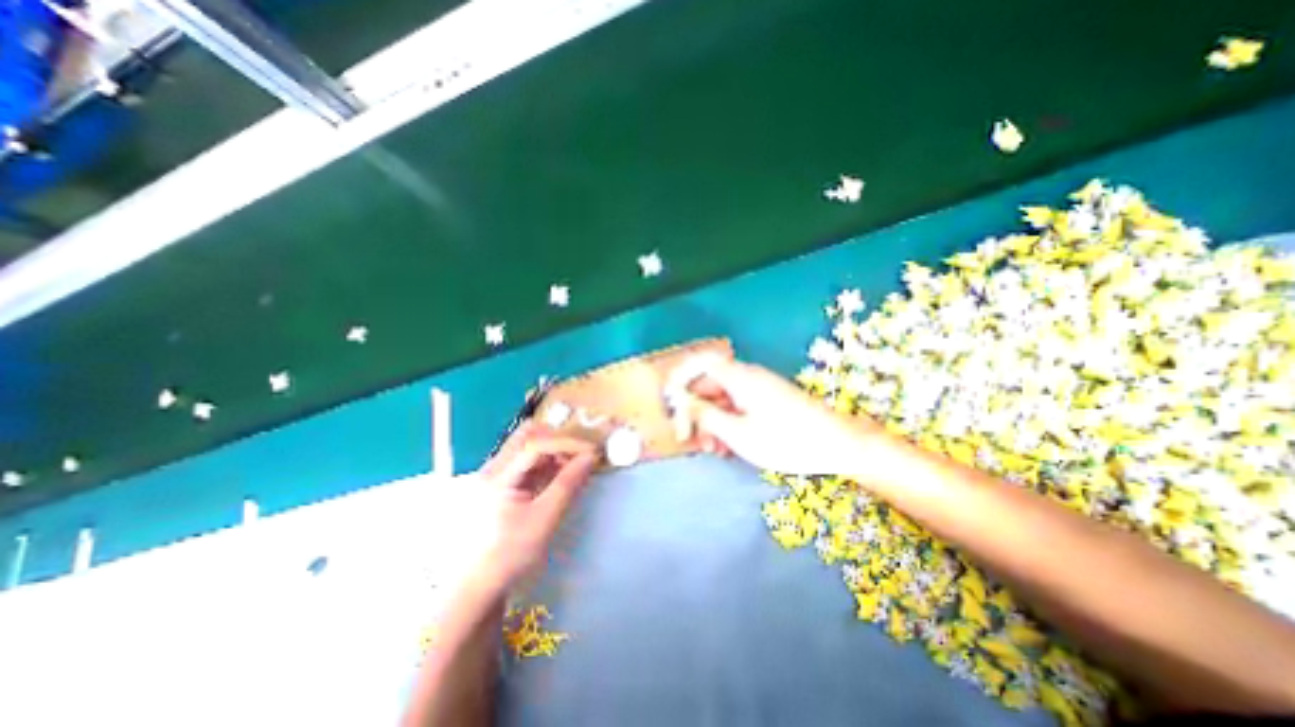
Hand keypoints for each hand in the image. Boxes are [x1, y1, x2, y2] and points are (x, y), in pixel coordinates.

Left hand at [463, 424, 598, 593]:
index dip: (566, 443)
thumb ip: (568, 484)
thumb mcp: (545, 519)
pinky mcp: (502, 480)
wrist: (481, 584)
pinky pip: (528, 458)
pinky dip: (548, 459)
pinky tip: (561, 473)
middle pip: (527, 434)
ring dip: (554, 448)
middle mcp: (493, 467)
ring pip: (528, 443)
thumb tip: (591, 457)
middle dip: (558, 439)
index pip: (535, 444)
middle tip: (581, 454)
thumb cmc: (511, 554)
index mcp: (497, 478)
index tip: (591, 452)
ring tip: (574, 464)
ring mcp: (496, 472)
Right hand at [674, 351, 886, 477]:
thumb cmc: (786, 440)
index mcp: (739, 377)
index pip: (700, 363)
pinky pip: (738, 406)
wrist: (838, 445)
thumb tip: (680, 400)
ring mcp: (758, 389)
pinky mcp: (767, 401)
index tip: (669, 401)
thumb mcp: (739, 433)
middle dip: (694, 409)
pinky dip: (727, 423)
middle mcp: (747, 377)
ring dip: (710, 421)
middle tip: (687, 437)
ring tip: (710, 449)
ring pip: (722, 399)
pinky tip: (728, 446)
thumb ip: (705, 414)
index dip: (680, 377)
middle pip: (708, 384)